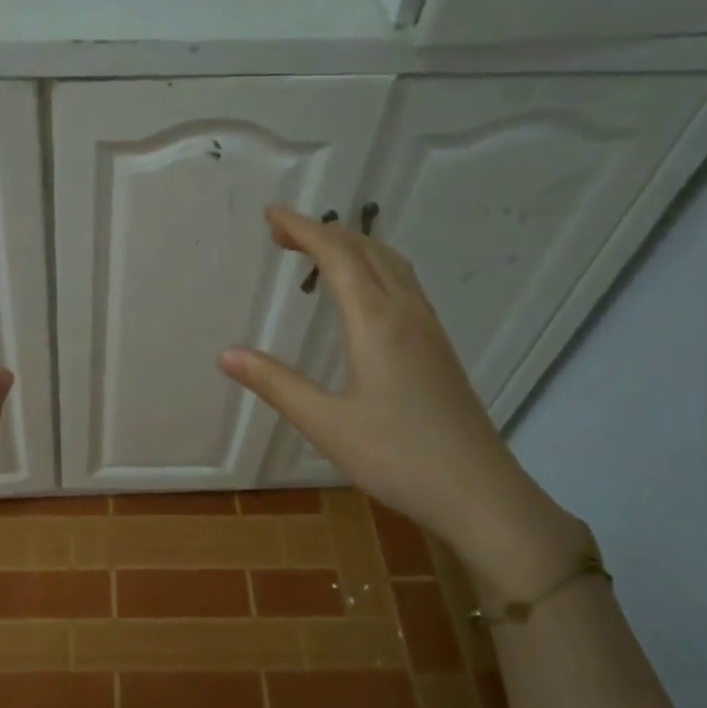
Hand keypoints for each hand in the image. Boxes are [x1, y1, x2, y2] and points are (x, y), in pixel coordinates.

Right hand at [219, 205, 580, 583]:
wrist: (480, 492)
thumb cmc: (397, 457)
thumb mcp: (326, 423)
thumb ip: (275, 384)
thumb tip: (226, 354)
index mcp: (376, 322)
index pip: (337, 255)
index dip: (303, 229)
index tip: (271, 214)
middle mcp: (406, 313)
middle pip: (366, 250)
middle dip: (323, 232)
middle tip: (282, 233)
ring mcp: (429, 329)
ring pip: (391, 265)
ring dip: (352, 247)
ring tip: (318, 253)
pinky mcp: (439, 348)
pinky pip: (403, 285)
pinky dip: (373, 269)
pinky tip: (362, 295)